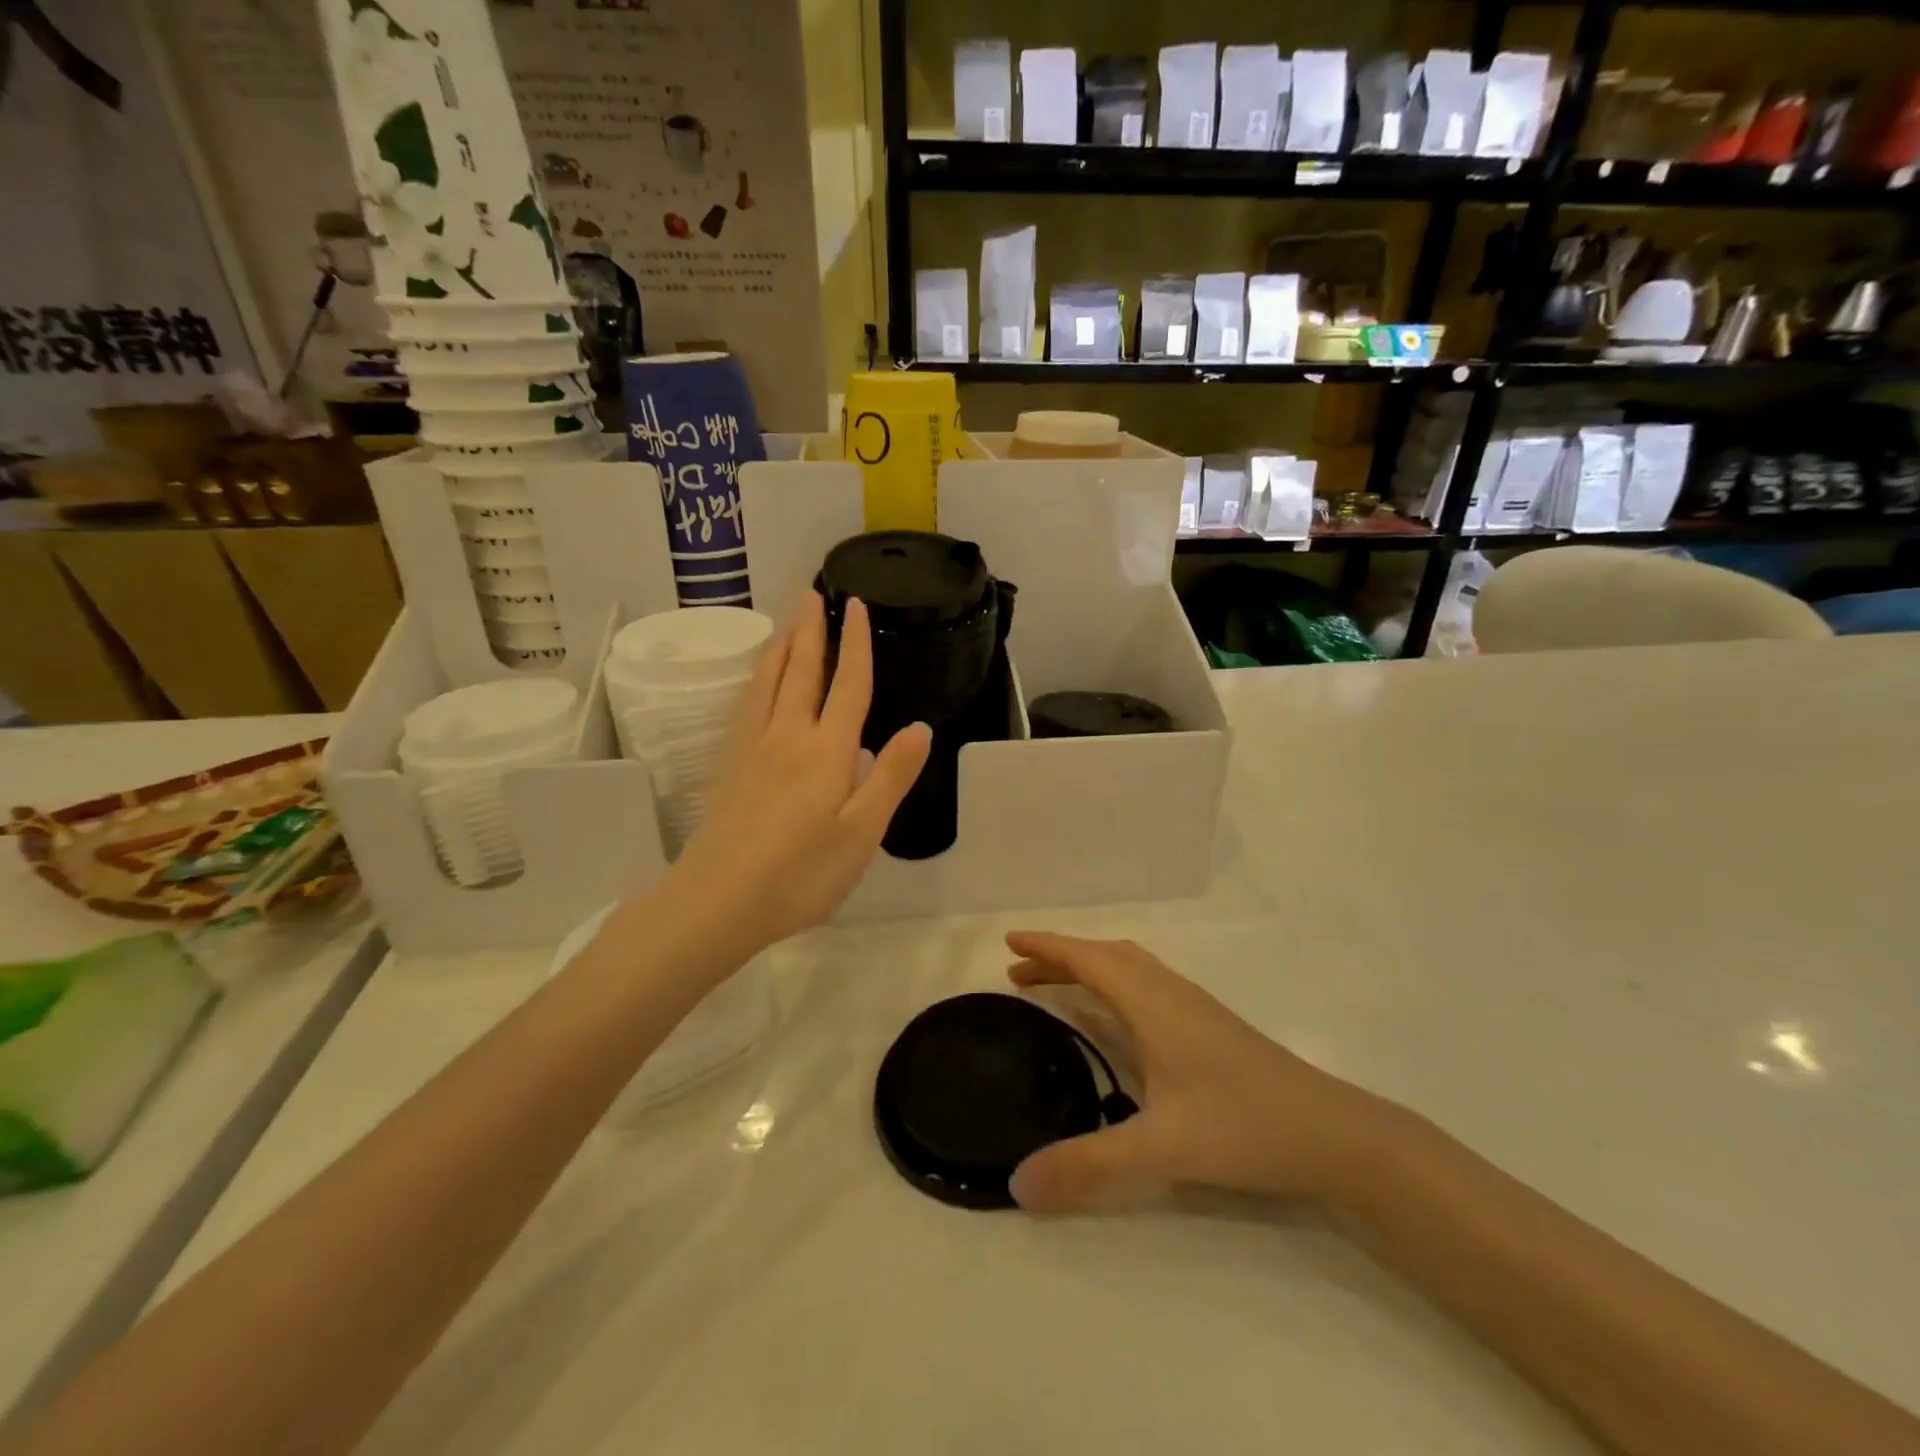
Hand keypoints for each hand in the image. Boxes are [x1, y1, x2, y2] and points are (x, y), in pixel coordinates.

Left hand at [670, 593, 930, 955]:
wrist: (719, 900)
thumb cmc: (802, 873)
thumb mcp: (862, 832)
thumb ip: (890, 776)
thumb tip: (919, 727)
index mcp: (827, 750)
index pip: (848, 685)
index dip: (855, 644)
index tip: (854, 605)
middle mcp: (787, 736)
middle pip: (801, 671)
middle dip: (810, 631)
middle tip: (811, 593)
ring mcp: (751, 748)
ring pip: (766, 682)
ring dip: (780, 647)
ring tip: (786, 622)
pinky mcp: (728, 766)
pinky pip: (744, 704)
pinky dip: (755, 679)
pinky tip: (754, 682)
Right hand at [1005, 932, 1390, 1213]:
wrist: (1335, 1134)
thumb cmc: (1244, 1125)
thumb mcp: (1162, 1149)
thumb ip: (1089, 1166)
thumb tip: (1016, 1185)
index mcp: (1152, 1003)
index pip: (1088, 959)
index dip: (1047, 947)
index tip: (1009, 943)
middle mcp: (1170, 993)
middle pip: (1106, 957)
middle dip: (1061, 959)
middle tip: (1020, 976)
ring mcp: (1195, 1008)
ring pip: (1131, 969)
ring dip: (1090, 969)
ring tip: (1059, 991)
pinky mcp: (1211, 1027)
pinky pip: (1147, 986)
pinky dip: (1116, 985)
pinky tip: (1119, 1022)